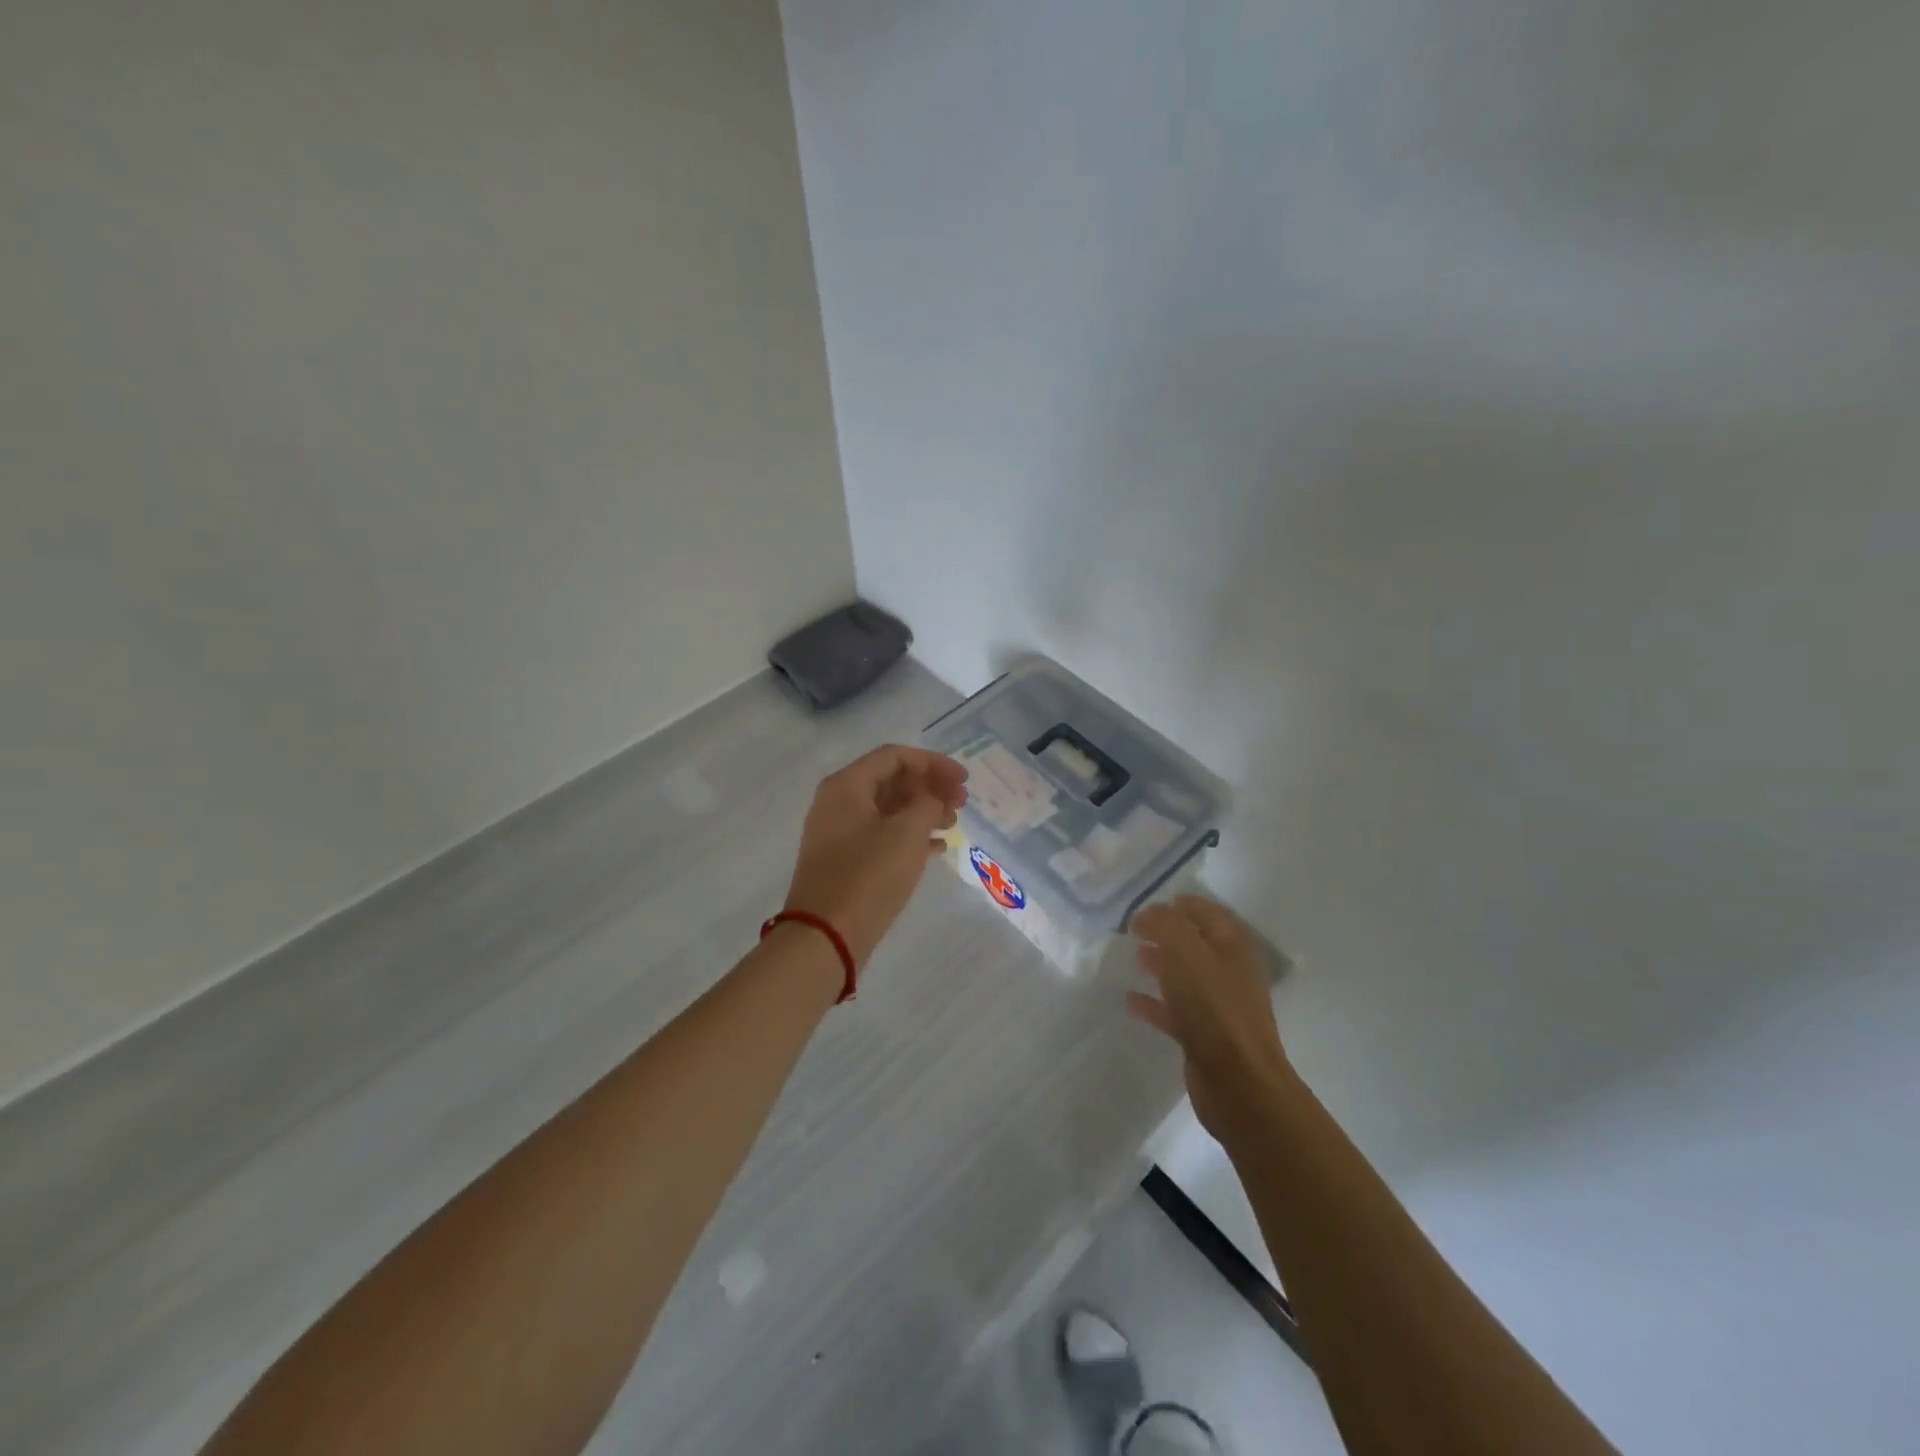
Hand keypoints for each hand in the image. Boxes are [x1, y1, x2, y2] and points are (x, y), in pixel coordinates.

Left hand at [783, 745, 969, 968]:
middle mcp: (838, 803)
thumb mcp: (907, 833)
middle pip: (891, 780)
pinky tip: (937, 847)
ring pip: (888, 809)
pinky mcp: (845, 861)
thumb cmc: (868, 876)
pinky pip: (882, 835)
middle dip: (929, 786)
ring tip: (953, 824)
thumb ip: (927, 804)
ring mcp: (839, 833)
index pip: (895, 756)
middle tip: (962, 801)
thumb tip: (930, 800)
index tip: (963, 779)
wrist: (826, 937)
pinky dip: (909, 835)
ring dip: (923, 811)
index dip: (933, 763)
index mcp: (847, 786)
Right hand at [1128, 896, 1292, 1138]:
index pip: (1210, 914)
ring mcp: (1219, 1007)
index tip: (1154, 903)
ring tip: (1134, 957)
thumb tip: (1147, 914)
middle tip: (1136, 929)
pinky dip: (1154, 1002)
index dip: (1184, 905)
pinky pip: (1175, 1010)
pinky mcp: (1204, 1037)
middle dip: (1168, 933)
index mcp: (1234, 949)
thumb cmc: (1215, 1010)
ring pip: (1186, 976)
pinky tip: (1131, 1000)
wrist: (1239, 1085)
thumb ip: (1165, 926)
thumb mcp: (1187, 954)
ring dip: (1161, 964)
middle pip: (1197, 944)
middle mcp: (1230, 974)